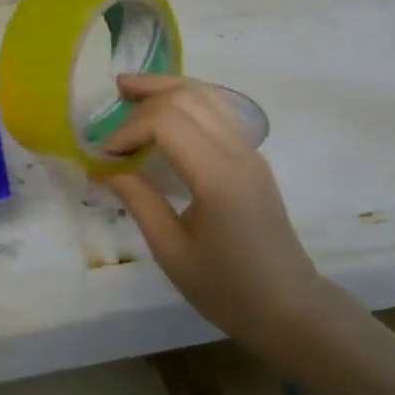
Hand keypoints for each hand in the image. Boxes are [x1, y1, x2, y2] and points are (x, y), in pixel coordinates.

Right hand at [102, 75, 348, 364]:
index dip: (128, 129)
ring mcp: (250, 150)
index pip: (166, 122)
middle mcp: (237, 152)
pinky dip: (187, 98)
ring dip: (167, 87)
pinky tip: (166, 108)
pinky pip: (219, 108)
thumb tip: (106, 170)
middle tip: (111, 102)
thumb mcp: (172, 252)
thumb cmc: (227, 289)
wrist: (289, 307)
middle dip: (145, 95)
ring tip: (132, 89)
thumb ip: (139, 202)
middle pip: (186, 96)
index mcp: (217, 177)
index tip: (105, 154)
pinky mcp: (252, 156)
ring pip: (206, 94)